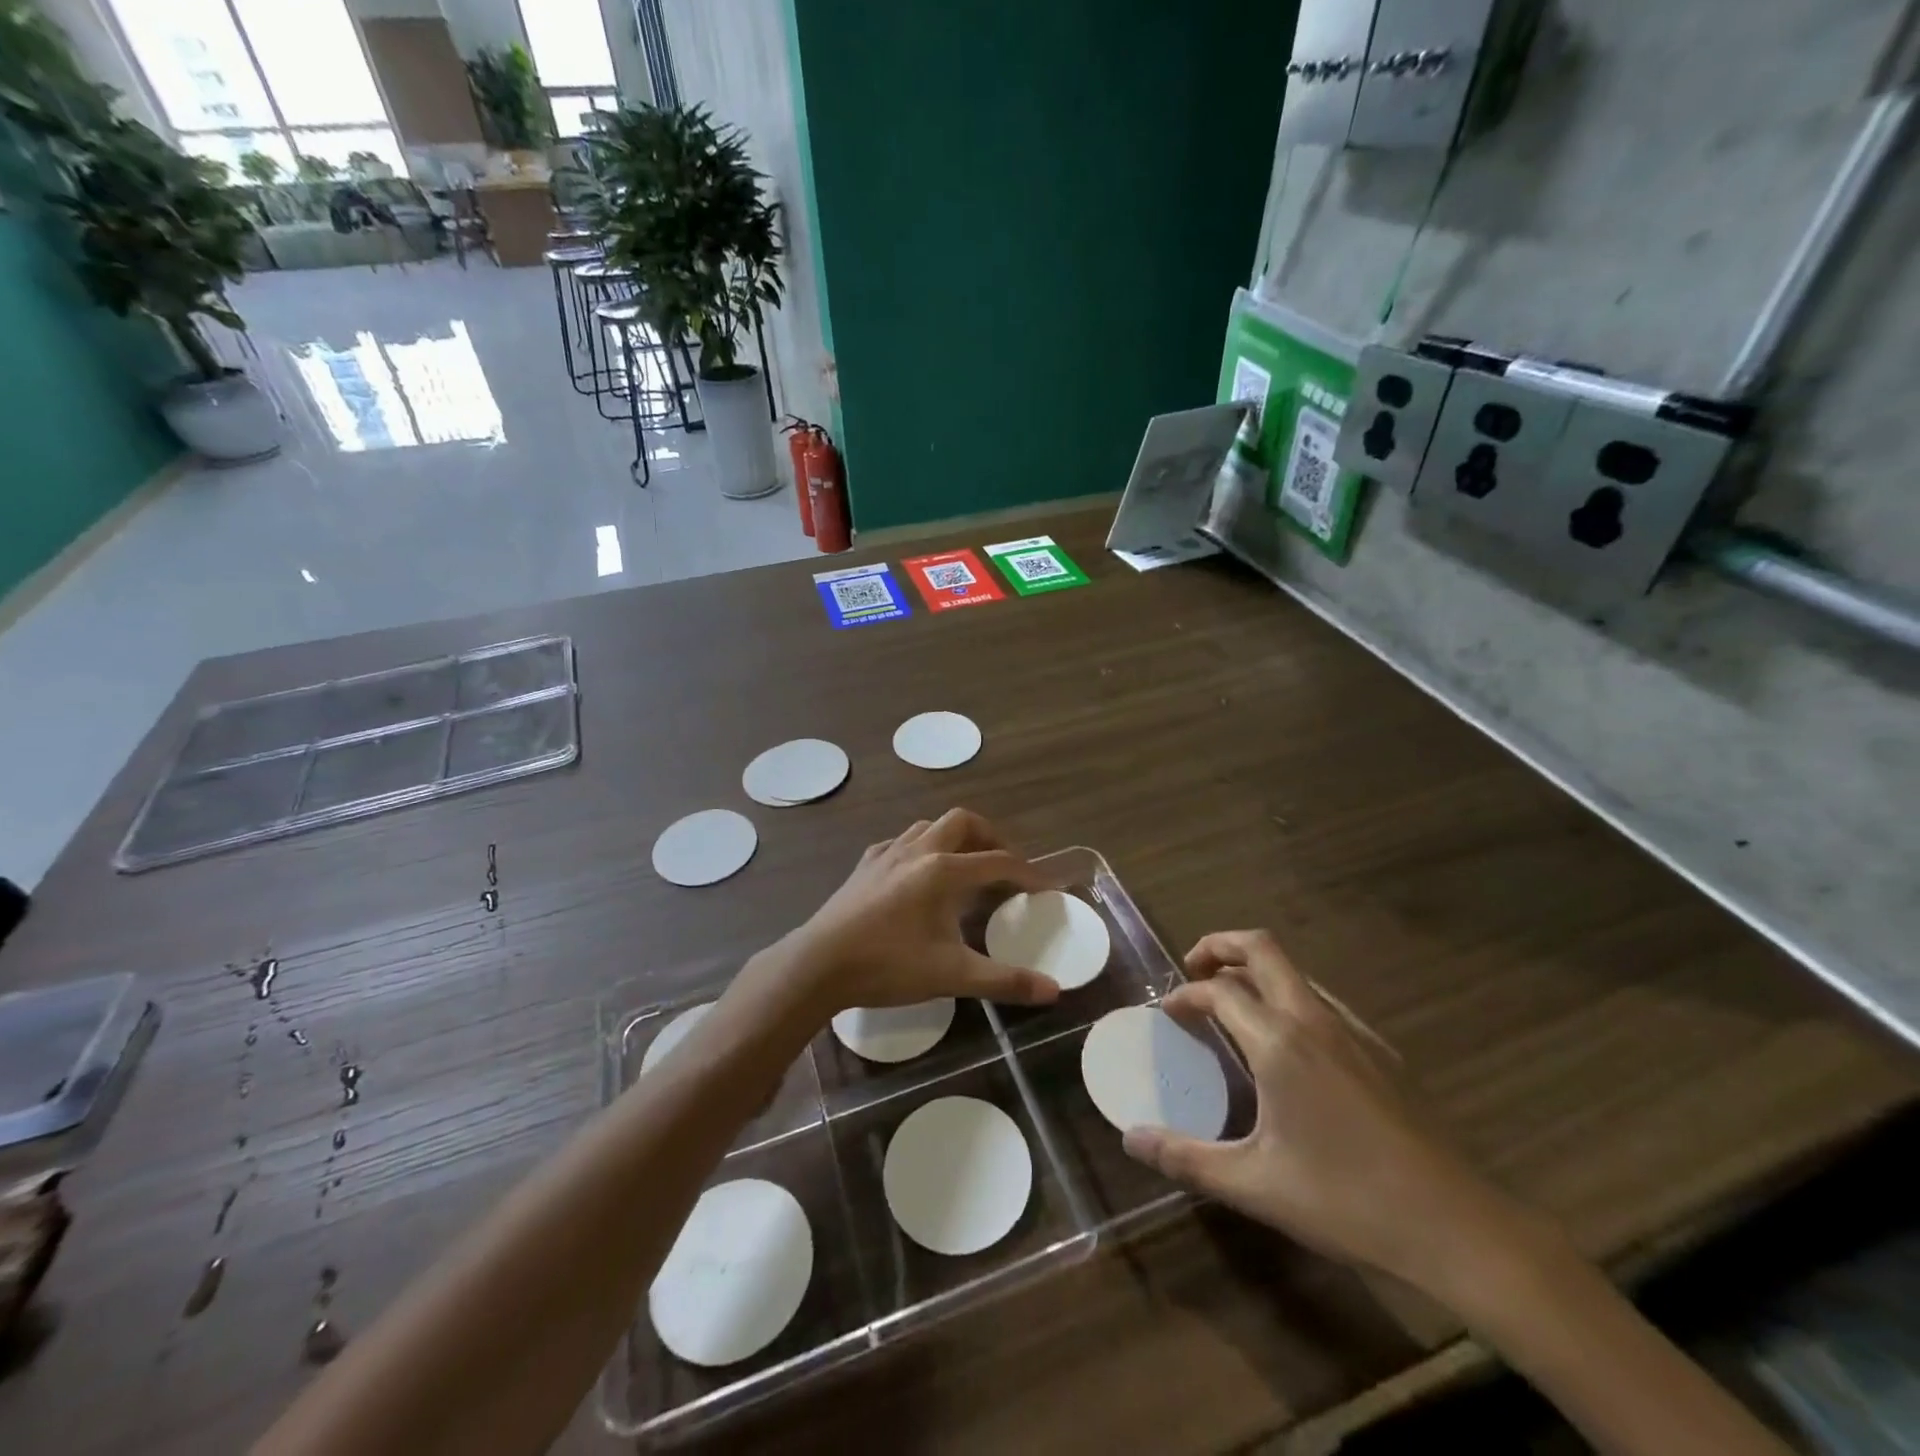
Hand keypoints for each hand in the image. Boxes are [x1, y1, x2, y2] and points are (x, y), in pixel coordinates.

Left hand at [780, 809, 1059, 1015]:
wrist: (819, 964)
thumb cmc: (888, 965)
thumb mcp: (952, 975)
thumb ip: (1005, 981)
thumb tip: (1054, 991)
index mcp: (943, 870)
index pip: (997, 861)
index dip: (1027, 872)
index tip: (1045, 885)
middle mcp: (918, 850)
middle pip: (962, 821)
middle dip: (989, 836)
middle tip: (1003, 863)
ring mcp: (887, 853)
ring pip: (929, 826)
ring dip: (953, 837)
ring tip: (964, 865)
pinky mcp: (864, 865)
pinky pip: (900, 842)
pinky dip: (920, 848)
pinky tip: (916, 875)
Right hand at [1123, 930, 1534, 1300]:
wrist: (1458, 1228)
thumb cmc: (1347, 1202)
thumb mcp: (1255, 1185)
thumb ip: (1186, 1158)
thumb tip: (1130, 1140)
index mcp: (1280, 1043)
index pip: (1219, 991)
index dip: (1185, 995)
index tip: (1167, 1013)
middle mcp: (1315, 1020)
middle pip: (1262, 949)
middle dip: (1220, 946)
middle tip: (1193, 969)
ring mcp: (1355, 1032)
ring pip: (1295, 972)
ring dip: (1256, 970)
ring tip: (1233, 1002)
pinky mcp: (1383, 1052)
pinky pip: (1322, 1000)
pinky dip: (1289, 997)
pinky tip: (1288, 1044)